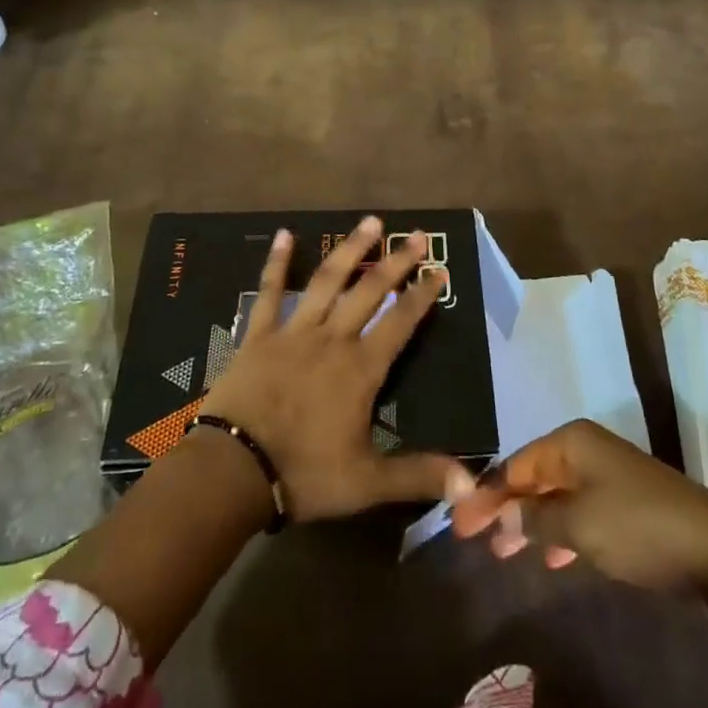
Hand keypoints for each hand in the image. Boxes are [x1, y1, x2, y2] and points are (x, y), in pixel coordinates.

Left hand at [200, 216, 463, 520]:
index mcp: (361, 368)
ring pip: (328, 280)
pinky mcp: (260, 334)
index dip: (422, 295)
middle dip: (397, 261)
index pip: (401, 322)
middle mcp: (333, 338)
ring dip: (351, 250)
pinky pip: (270, 291)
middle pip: (370, 290)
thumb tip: (473, 485)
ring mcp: (294, 331)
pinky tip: (285, 234)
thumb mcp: (368, 482)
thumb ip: (419, 476)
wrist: (234, 471)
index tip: (440, 270)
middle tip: (417, 234)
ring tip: (370, 222)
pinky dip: (278, 262)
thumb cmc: (304, 474)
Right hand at [451, 418, 707, 588]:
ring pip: (555, 495)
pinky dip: (560, 530)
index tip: (458, 523)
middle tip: (474, 538)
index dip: (485, 494)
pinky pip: (578, 509)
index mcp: (571, 441)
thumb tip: (498, 517)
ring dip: (530, 521)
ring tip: (505, 552)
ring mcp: (607, 473)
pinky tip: (552, 556)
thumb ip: (533, 520)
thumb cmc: (637, 527)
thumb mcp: (577, 526)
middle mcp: (585, 448)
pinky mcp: (624, 500)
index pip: (515, 465)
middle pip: (533, 476)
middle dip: (504, 506)